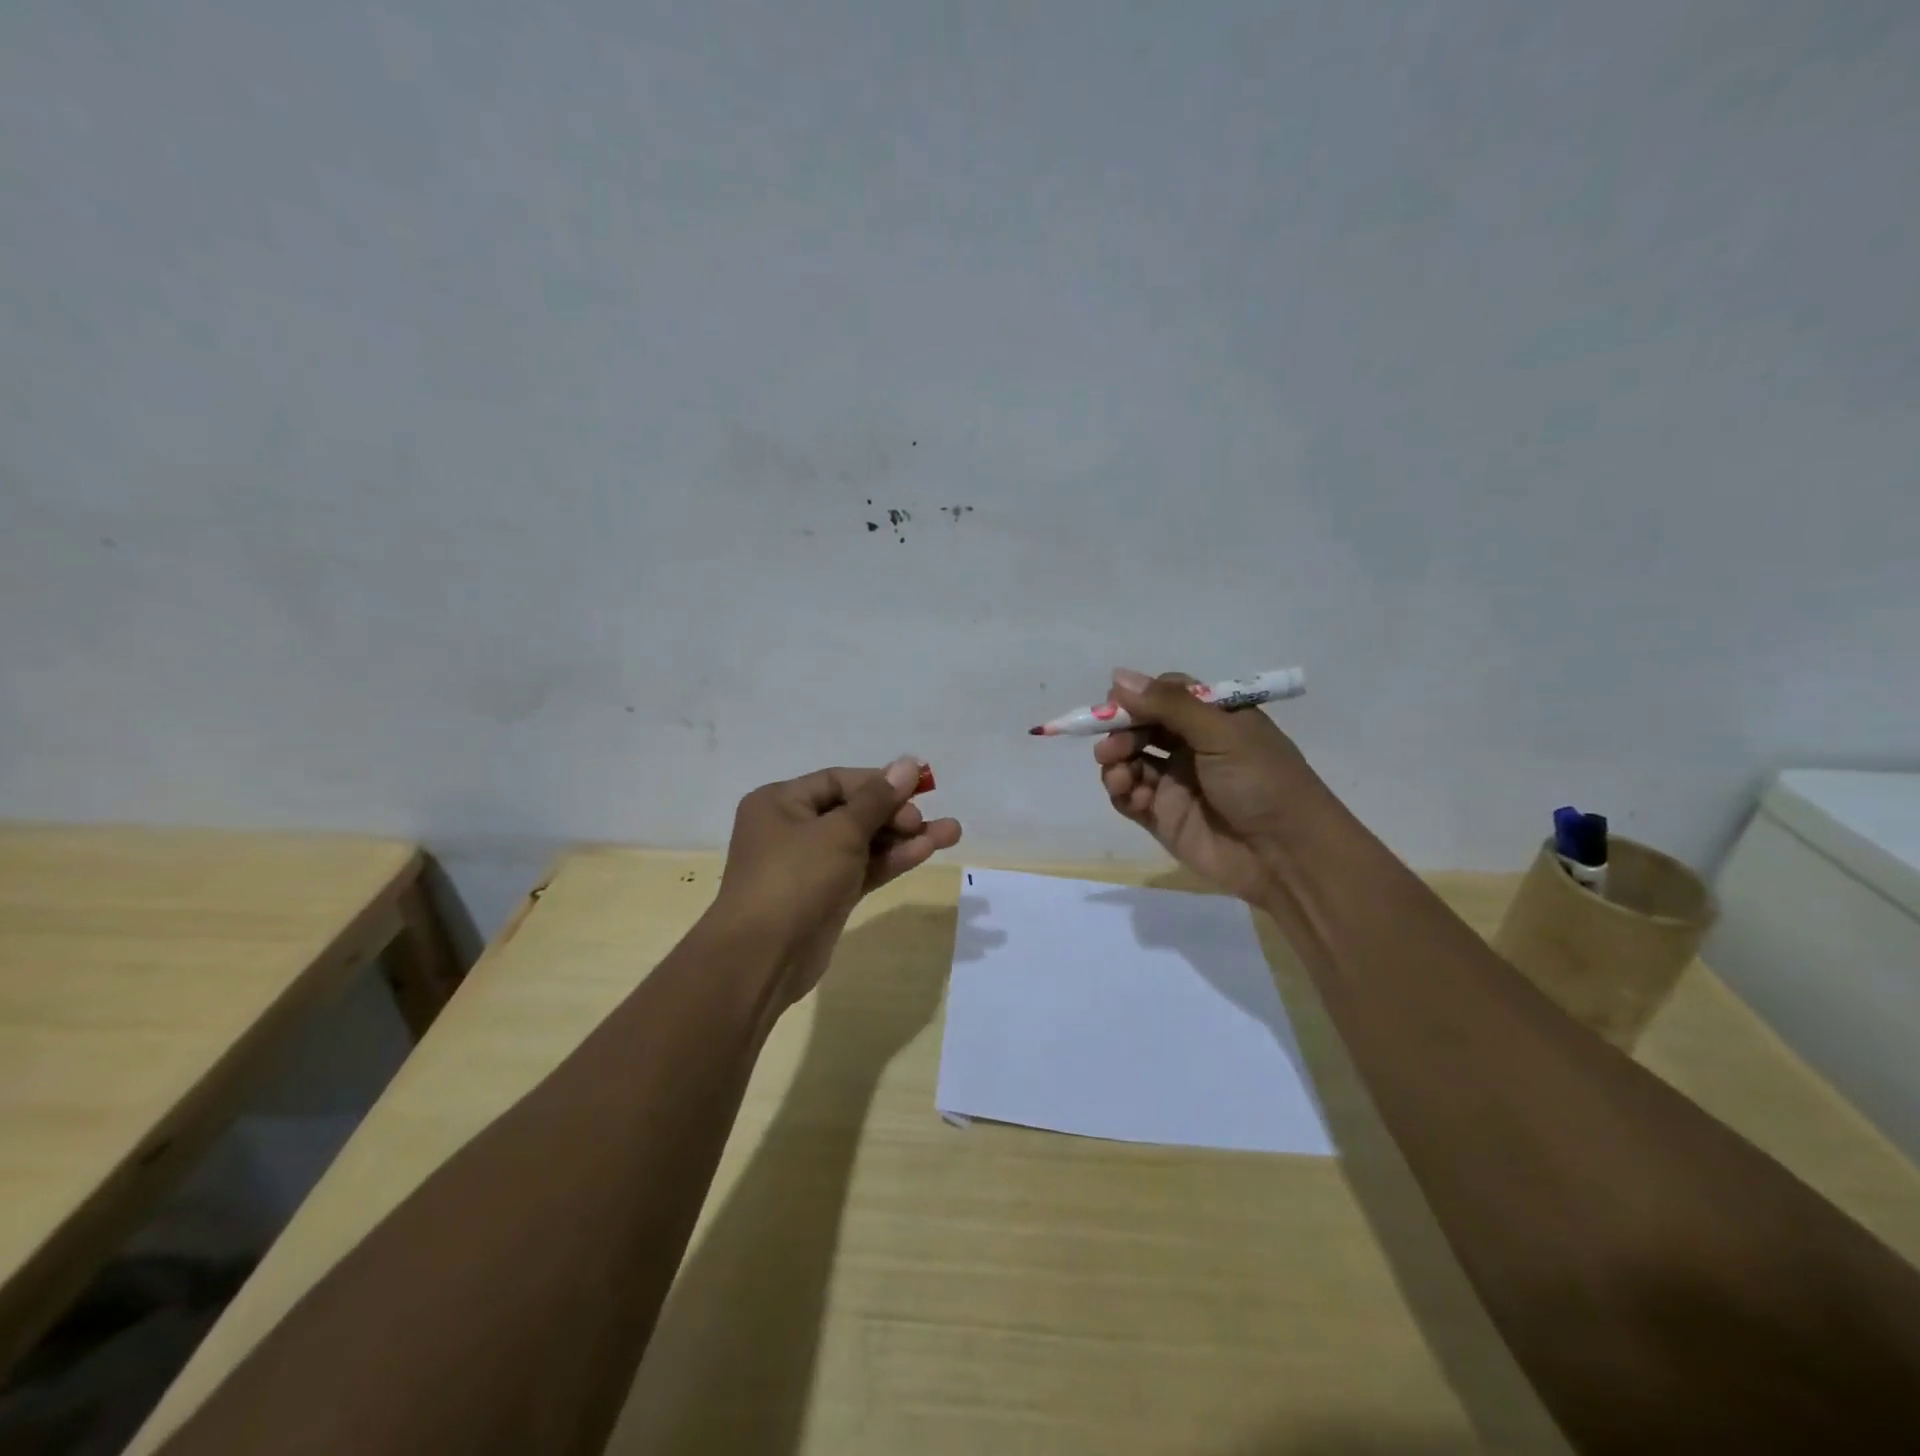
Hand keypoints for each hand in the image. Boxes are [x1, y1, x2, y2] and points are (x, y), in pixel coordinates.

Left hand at [716, 758, 961, 1006]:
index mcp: (781, 802)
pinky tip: (927, 851)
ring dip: (903, 837)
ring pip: (863, 842)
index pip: (839, 780)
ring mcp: (810, 865)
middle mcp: (792, 828)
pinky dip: (891, 860)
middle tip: (923, 821)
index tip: (919, 788)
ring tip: (952, 832)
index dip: (880, 782)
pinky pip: (863, 868)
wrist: (763, 958)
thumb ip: (878, 799)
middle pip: (853, 810)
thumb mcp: (839, 832)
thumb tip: (908, 764)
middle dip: (896, 813)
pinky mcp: (827, 895)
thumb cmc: (795, 879)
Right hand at [1093, 668, 1326, 905]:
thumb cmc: (1262, 782)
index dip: (1139, 697)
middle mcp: (1193, 747)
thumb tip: (1117, 676)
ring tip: (1119, 775)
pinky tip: (1132, 795)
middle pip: (1142, 727)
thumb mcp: (1221, 733)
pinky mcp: (1163, 817)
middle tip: (1110, 746)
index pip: (1166, 695)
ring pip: (1130, 761)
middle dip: (1121, 731)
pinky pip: (1130, 796)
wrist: (1286, 856)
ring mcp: (1176, 783)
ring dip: (1116, 762)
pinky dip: (1122, 792)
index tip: (1115, 702)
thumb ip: (1168, 705)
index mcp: (1215, 719)